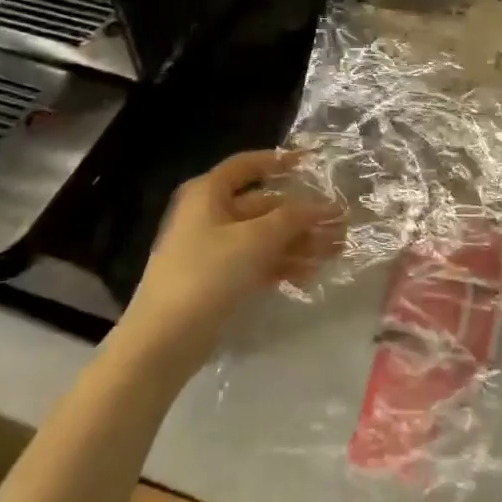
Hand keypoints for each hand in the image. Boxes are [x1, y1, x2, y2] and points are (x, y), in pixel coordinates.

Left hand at [121, 149, 343, 369]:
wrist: (163, 340)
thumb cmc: (207, 273)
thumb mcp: (255, 239)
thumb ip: (293, 218)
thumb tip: (325, 207)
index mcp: (208, 193)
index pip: (247, 165)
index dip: (279, 161)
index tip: (311, 163)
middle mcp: (208, 214)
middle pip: (262, 205)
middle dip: (300, 215)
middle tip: (338, 224)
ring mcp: (211, 249)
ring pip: (262, 236)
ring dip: (297, 242)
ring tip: (333, 252)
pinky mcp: (216, 279)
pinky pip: (255, 262)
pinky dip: (280, 264)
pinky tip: (308, 275)